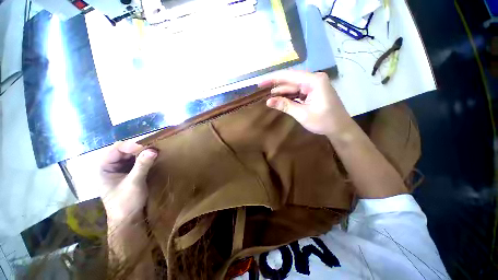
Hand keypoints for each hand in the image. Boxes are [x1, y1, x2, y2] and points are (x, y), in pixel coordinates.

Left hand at [99, 141, 157, 224]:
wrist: (129, 219)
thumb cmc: (126, 202)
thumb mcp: (134, 183)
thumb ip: (142, 165)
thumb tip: (153, 150)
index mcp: (104, 168)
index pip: (116, 149)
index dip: (131, 146)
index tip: (147, 146)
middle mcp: (111, 166)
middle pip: (124, 151)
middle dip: (138, 148)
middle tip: (153, 148)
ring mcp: (120, 170)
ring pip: (131, 155)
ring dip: (142, 153)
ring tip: (155, 151)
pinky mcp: (129, 173)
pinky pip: (136, 161)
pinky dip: (144, 158)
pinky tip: (152, 158)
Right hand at [260, 71, 352, 135]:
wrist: (340, 129)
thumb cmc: (324, 121)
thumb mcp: (302, 114)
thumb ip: (285, 106)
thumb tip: (268, 101)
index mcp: (314, 81)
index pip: (289, 76)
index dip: (273, 78)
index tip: (260, 83)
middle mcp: (314, 79)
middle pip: (291, 79)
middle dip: (276, 84)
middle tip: (261, 87)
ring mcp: (314, 86)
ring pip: (293, 86)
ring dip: (282, 91)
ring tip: (269, 96)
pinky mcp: (313, 92)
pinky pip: (298, 92)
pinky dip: (289, 96)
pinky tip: (280, 99)